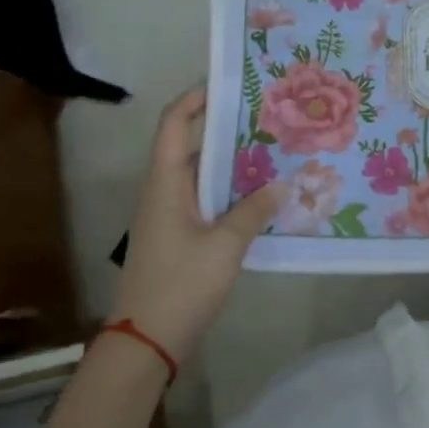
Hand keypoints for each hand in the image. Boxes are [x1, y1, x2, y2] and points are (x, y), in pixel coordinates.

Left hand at [113, 87, 278, 368]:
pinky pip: (206, 203)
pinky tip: (262, 200)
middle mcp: (164, 192)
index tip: (228, 86)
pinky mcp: (178, 239)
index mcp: (166, 183)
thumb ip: (253, 211)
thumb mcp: (225, 246)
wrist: (146, 341)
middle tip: (269, 122)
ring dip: (233, 166)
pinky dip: (230, 195)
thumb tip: (282, 183)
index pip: (173, 124)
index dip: (195, 99)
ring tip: (274, 155)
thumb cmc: (181, 284)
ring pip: (202, 178)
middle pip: (192, 147)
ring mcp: (169, 217)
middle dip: (227, 132)